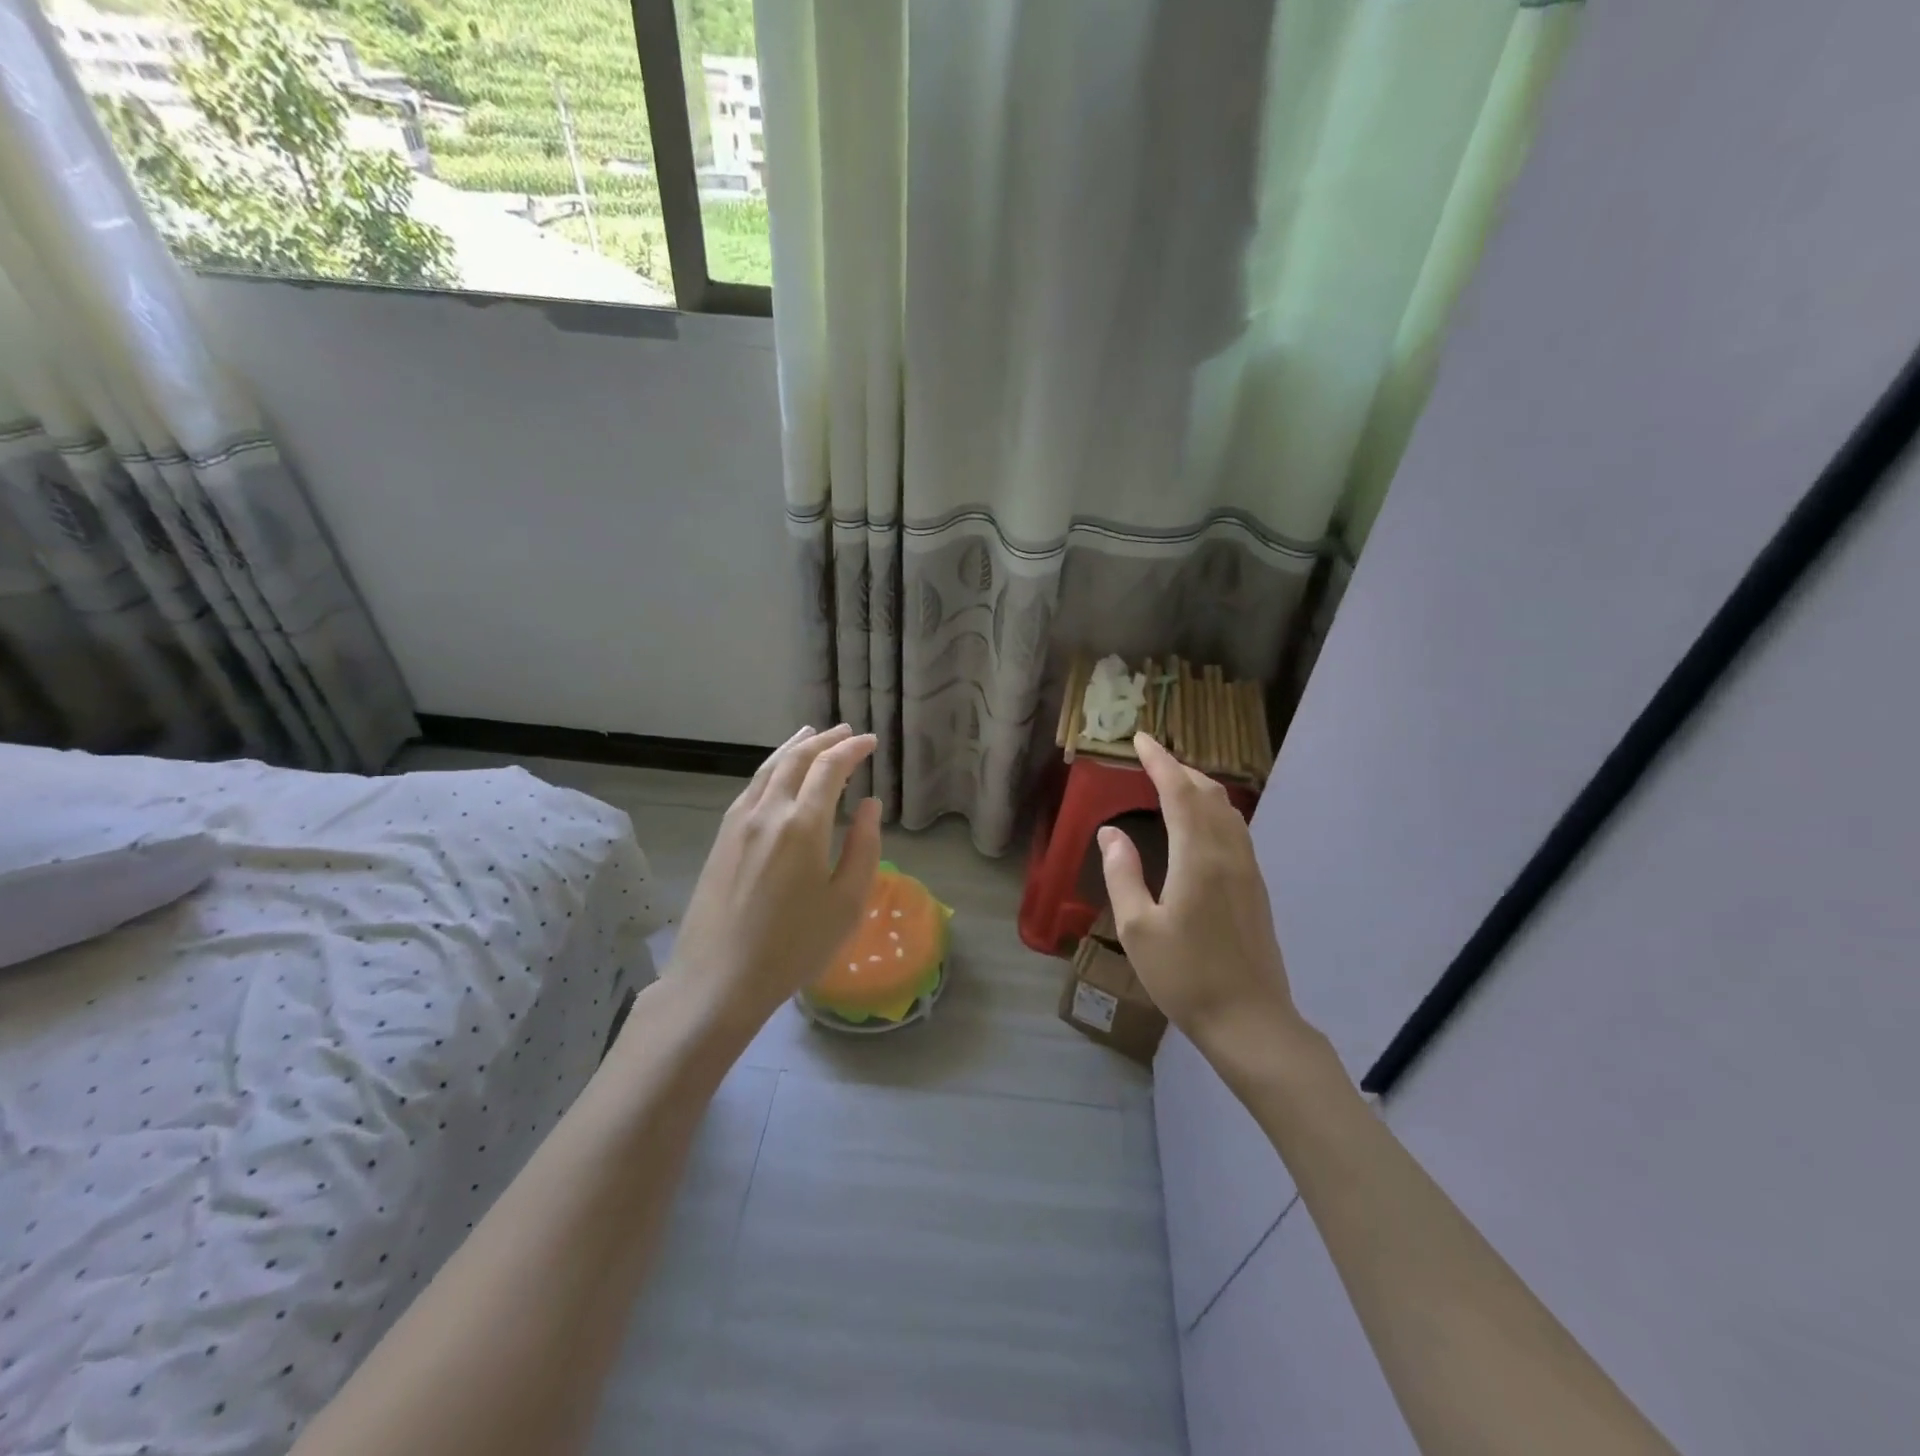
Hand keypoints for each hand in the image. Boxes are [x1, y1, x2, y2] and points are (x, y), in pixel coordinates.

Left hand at [665, 724, 881, 1036]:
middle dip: (824, 740)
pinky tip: (776, 775)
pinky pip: (750, 788)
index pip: (830, 768)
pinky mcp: (721, 839)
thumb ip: (864, 847)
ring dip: (793, 747)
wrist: (718, 980)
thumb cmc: (793, 947)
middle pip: (796, 759)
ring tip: (810, 734)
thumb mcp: (846, 903)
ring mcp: (738, 823)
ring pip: (768, 769)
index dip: (852, 749)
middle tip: (846, 731)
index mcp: (802, 825)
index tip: (871, 742)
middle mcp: (767, 812)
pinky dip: (771, 768)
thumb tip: (870, 806)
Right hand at [1098, 732, 1304, 1056]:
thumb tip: (1111, 832)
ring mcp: (1248, 870)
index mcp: (1198, 857)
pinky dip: (1213, 810)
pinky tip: (1200, 823)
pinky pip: (1235, 829)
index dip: (1159, 761)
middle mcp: (1229, 853)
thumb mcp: (1138, 928)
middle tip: (1152, 758)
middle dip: (1180, 768)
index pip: (1179, 792)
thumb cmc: (1185, 977)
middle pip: (1208, 794)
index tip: (1141, 740)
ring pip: (1227, 810)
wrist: (1250, 1021)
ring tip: (1173, 781)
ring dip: (1199, 787)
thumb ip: (1122, 874)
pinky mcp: (1256, 887)